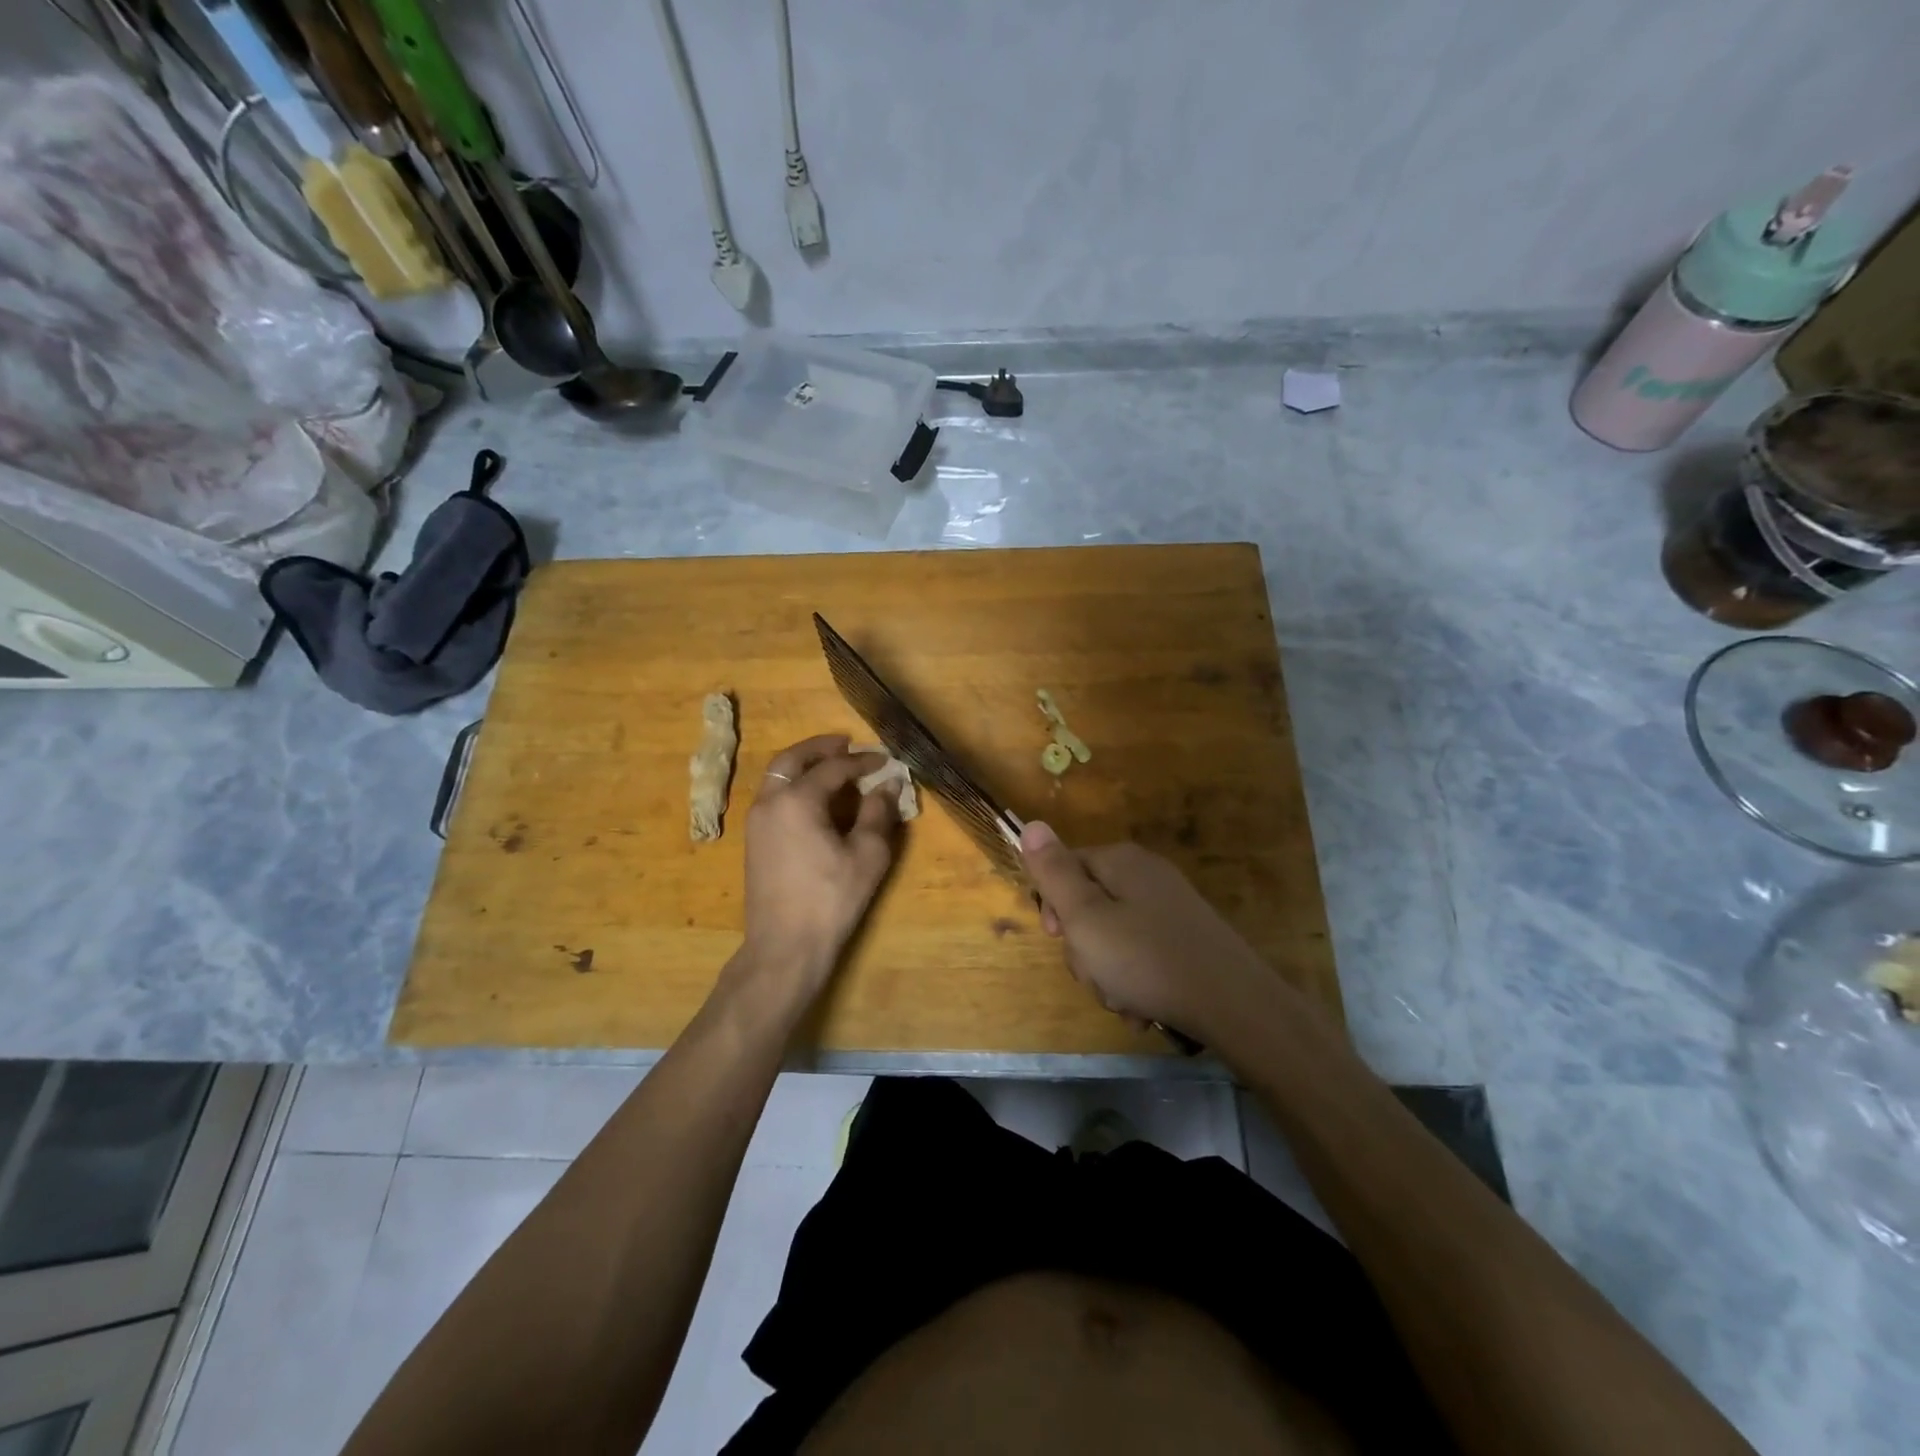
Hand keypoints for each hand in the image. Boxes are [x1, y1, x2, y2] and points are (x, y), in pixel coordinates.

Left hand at [736, 735, 899, 1001]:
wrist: (784, 946)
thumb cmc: (831, 899)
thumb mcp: (867, 856)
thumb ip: (878, 814)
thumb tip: (887, 785)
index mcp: (797, 801)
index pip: (833, 768)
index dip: (861, 762)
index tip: (884, 761)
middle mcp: (770, 802)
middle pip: (792, 759)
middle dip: (820, 748)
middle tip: (846, 744)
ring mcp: (756, 821)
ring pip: (777, 776)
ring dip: (803, 764)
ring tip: (831, 765)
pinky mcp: (753, 839)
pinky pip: (773, 795)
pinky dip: (793, 784)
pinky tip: (815, 797)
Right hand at [1020, 821, 1273, 1041]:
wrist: (1234, 1004)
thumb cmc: (1146, 959)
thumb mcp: (1086, 917)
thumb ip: (1054, 873)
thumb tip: (1031, 824)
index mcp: (1120, 861)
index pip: (1064, 868)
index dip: (1053, 905)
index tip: (1057, 937)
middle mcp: (1145, 875)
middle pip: (1089, 906)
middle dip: (1084, 948)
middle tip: (1096, 974)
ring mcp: (1169, 907)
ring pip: (1113, 937)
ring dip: (1108, 974)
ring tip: (1123, 999)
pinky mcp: (1185, 938)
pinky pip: (1141, 954)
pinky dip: (1135, 981)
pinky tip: (1143, 1008)